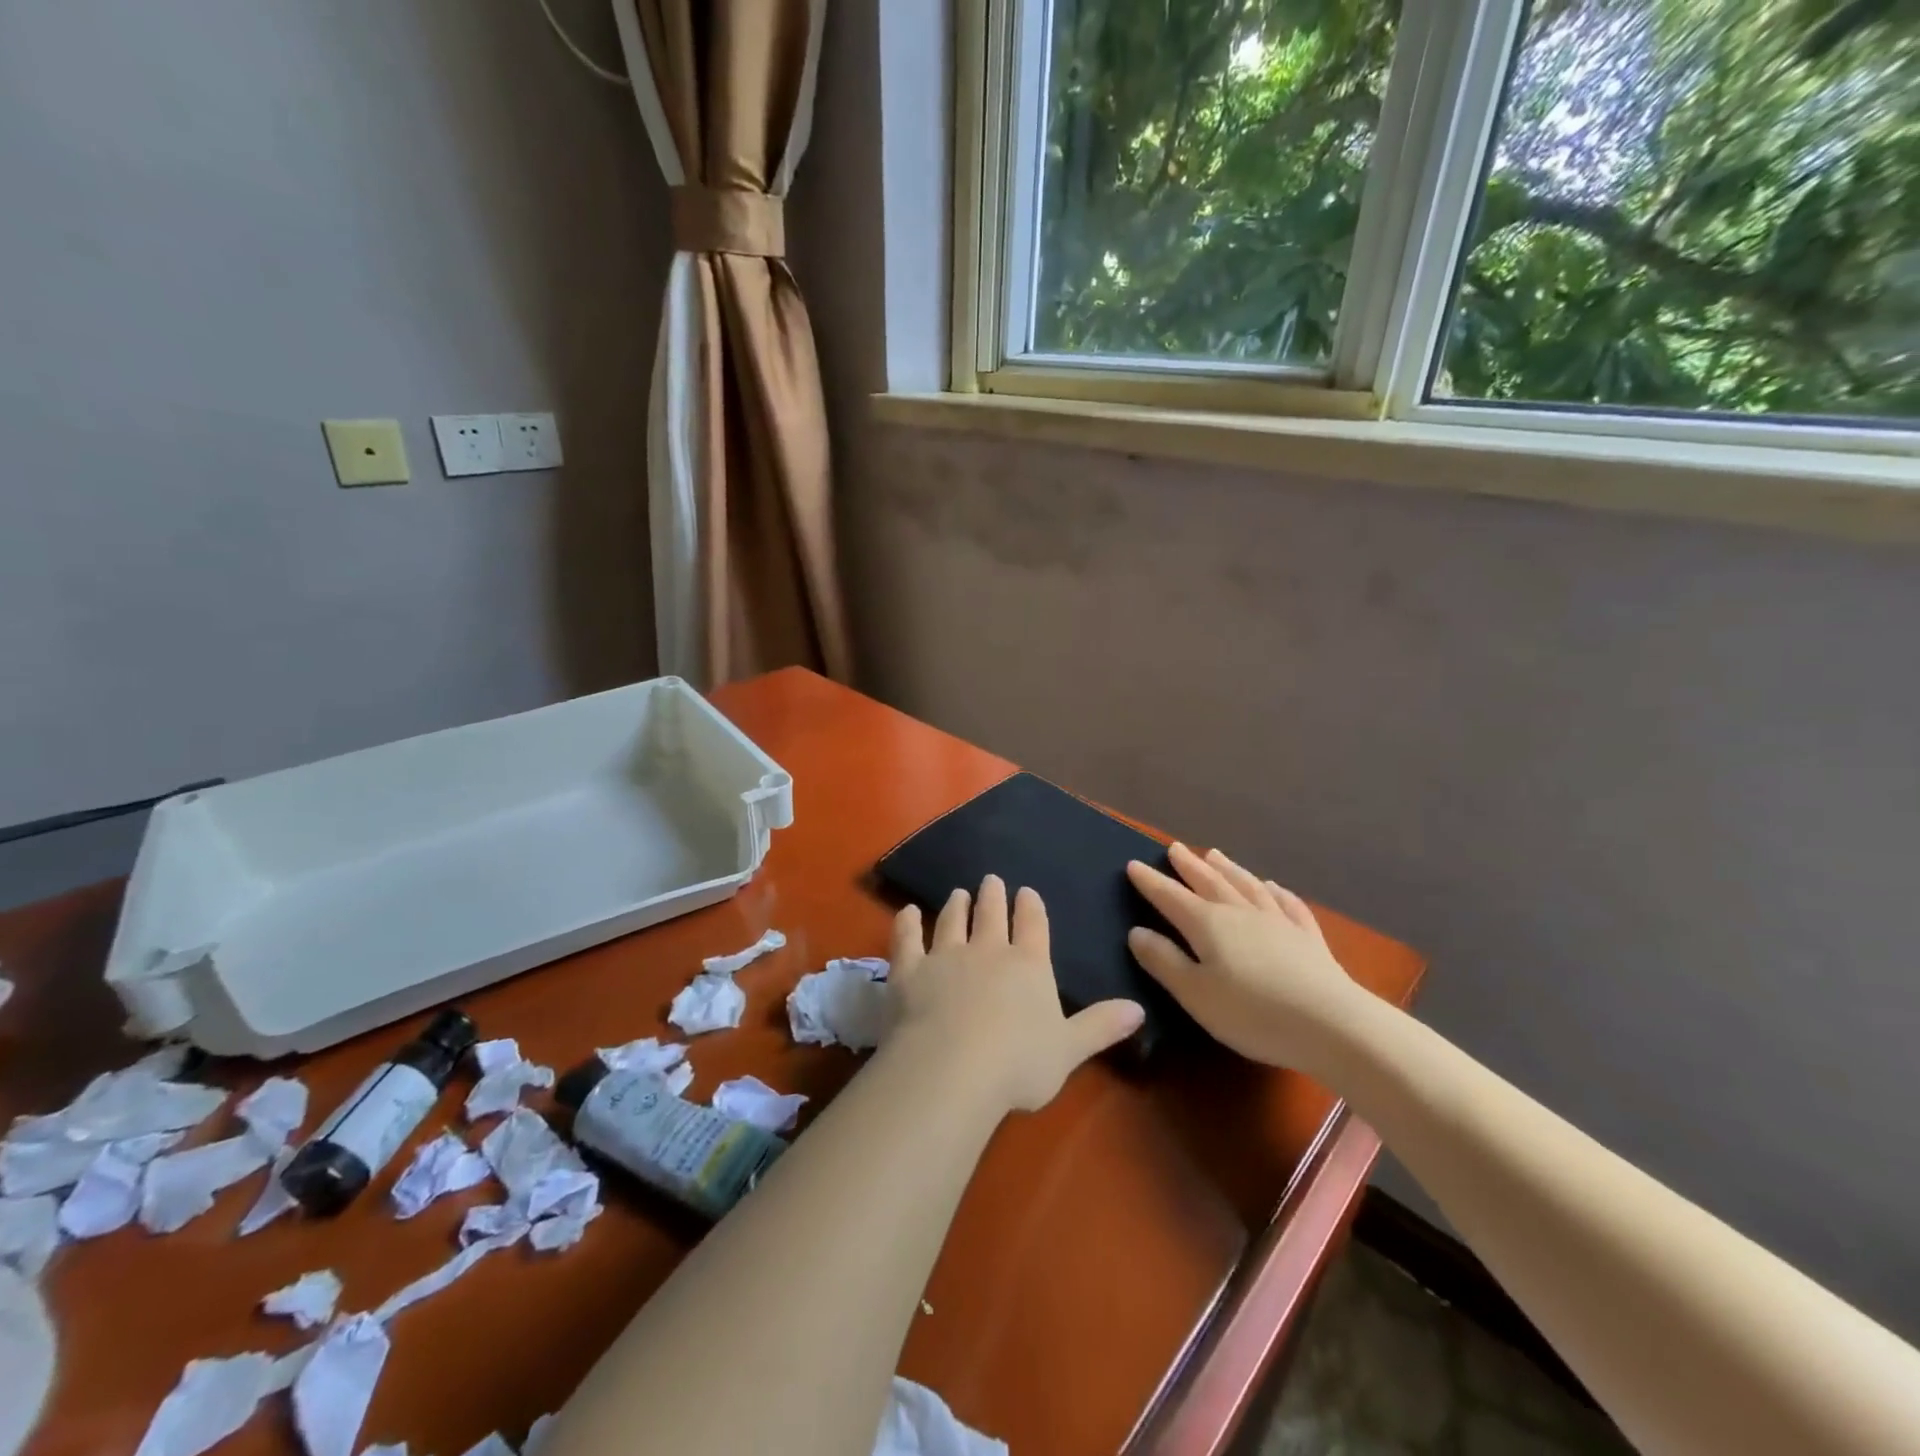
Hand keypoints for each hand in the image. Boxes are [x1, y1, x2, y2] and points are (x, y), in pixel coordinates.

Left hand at [889, 875, 1143, 1113]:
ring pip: (951, 921)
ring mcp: (945, 956)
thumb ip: (1102, 1026)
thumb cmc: (1018, 1063)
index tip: (1026, 892)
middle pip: (991, 914)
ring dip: (956, 905)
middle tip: (991, 880)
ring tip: (958, 893)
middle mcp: (987, 950)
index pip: (1033, 925)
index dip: (1031, 907)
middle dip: (992, 895)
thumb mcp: (1070, 1049)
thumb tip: (1140, 1008)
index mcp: (1028, 964)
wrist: (952, 1069)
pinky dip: (906, 923)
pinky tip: (906, 912)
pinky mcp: (909, 970)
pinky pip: (907, 939)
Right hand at [1126, 844, 1366, 1072]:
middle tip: (1174, 848)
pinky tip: (1273, 886)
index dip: (1150, 882)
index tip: (1133, 864)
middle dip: (1188, 865)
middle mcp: (1240, 913)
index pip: (1170, 897)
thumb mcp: (1195, 994)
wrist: (1333, 1025)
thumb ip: (1164, 961)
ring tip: (1214, 854)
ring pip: (1247, 885)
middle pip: (1209, 882)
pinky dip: (1276, 891)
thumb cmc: (1253, 1013)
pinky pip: (1288, 904)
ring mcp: (1278, 921)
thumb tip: (1137, 932)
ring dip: (1228, 868)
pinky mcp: (1308, 937)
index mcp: (1207, 924)